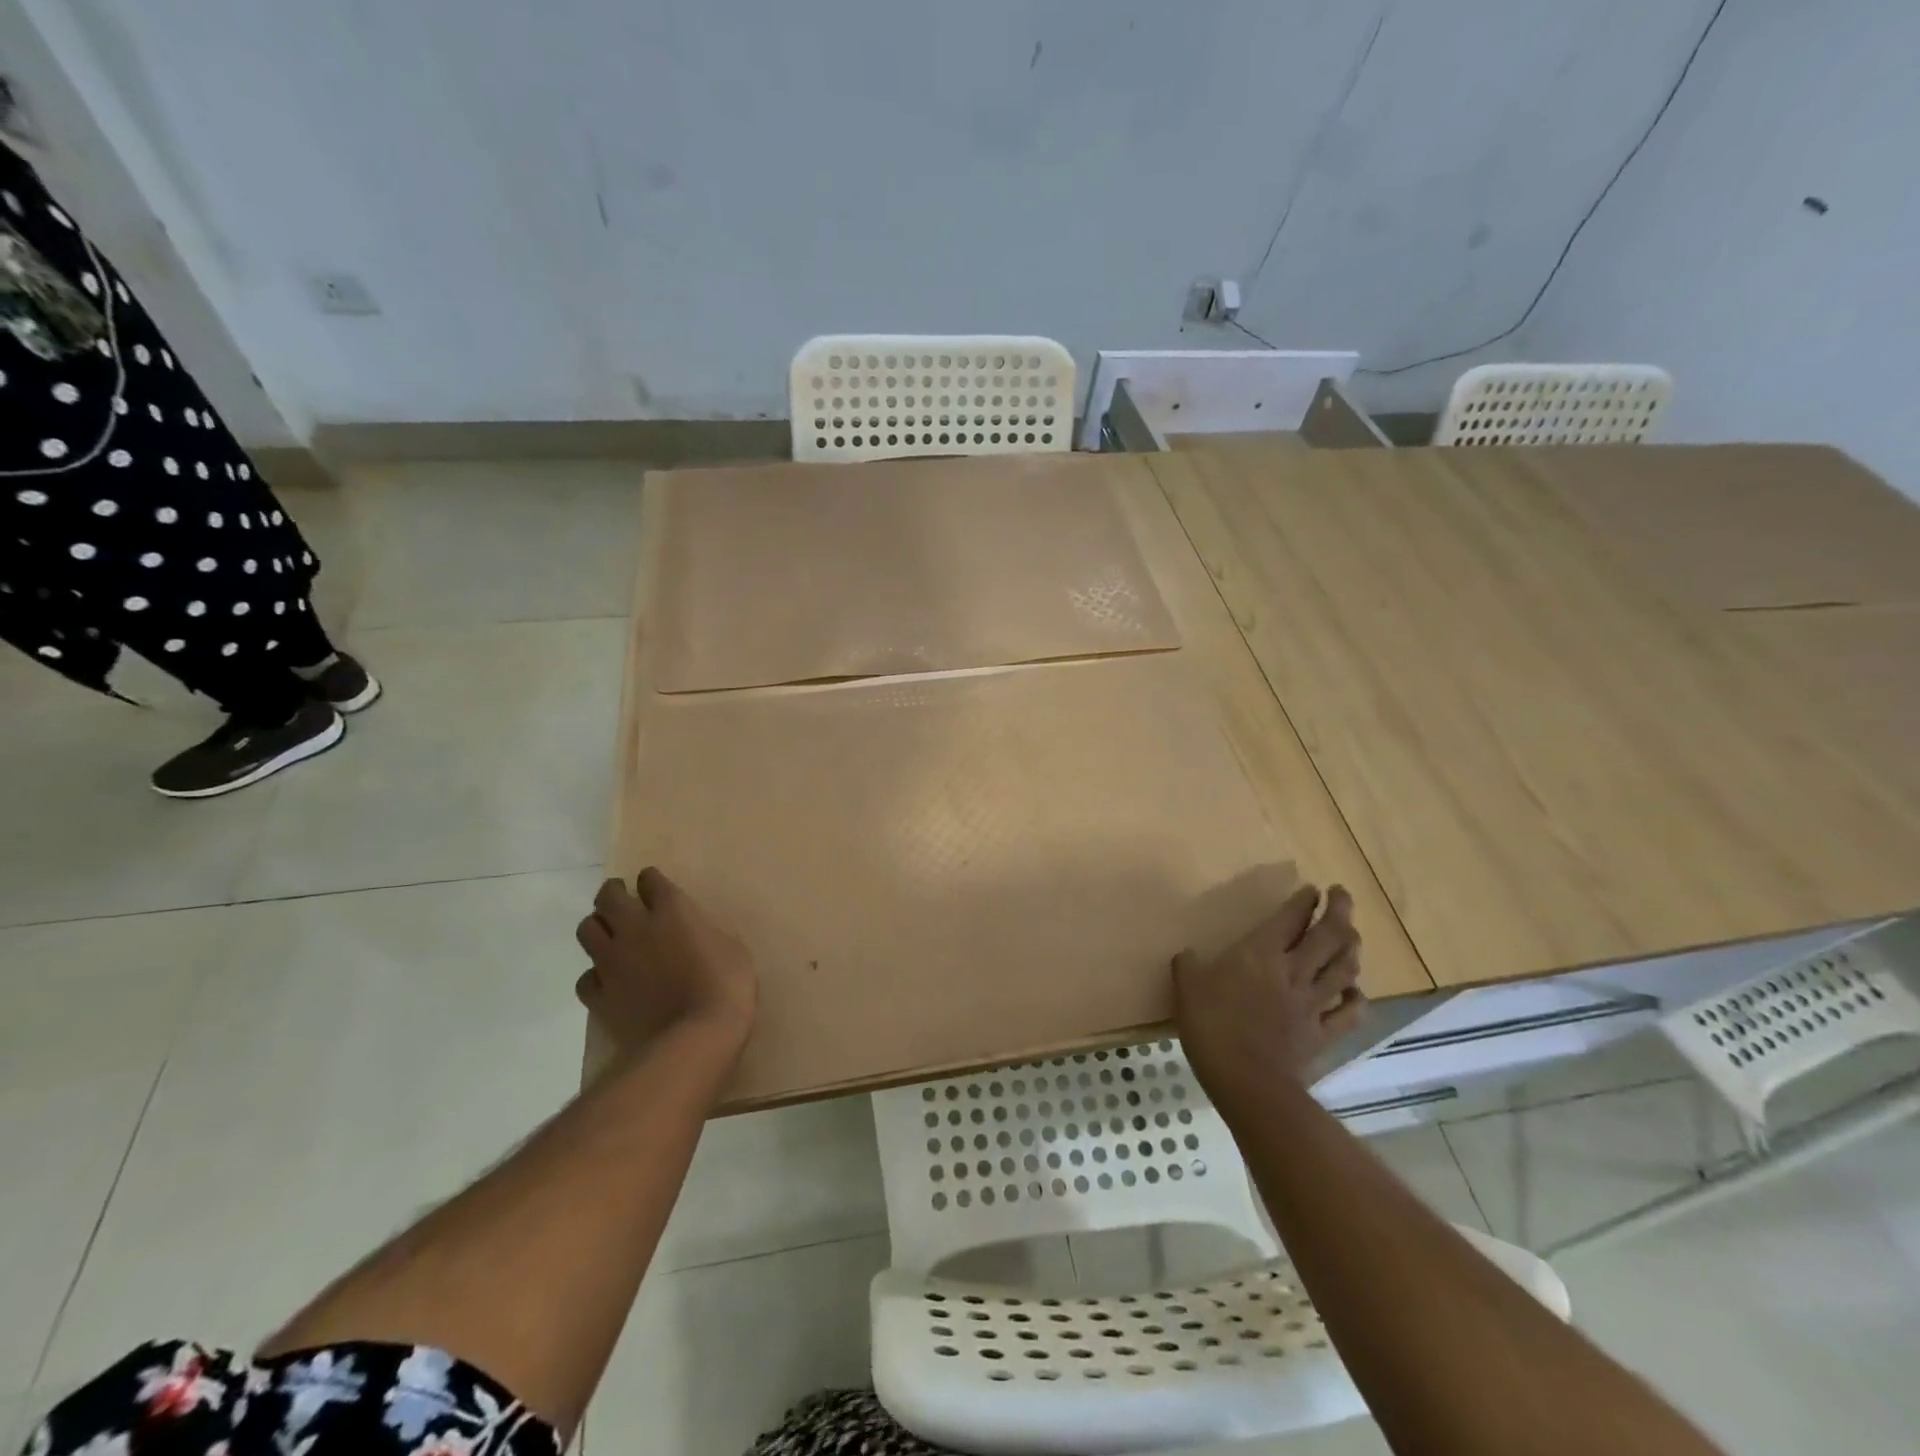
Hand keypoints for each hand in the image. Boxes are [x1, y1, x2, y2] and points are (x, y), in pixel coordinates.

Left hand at [574, 869, 758, 1058]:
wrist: (693, 1040)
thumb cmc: (726, 988)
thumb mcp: (732, 950)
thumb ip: (706, 934)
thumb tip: (695, 935)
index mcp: (672, 911)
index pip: (650, 881)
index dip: (651, 881)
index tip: (654, 886)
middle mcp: (635, 928)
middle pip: (608, 896)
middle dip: (614, 893)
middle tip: (623, 900)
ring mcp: (612, 962)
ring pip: (586, 929)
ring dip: (597, 927)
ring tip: (610, 935)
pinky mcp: (599, 995)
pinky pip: (586, 977)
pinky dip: (595, 975)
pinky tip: (608, 981)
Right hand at [1173, 883, 1364, 1106]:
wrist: (1246, 1080)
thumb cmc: (1212, 1026)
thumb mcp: (1187, 988)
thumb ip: (1188, 966)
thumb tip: (1188, 955)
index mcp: (1261, 953)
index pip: (1290, 918)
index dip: (1303, 901)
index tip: (1312, 889)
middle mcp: (1293, 971)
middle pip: (1328, 935)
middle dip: (1339, 910)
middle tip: (1341, 895)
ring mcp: (1313, 1003)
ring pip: (1344, 968)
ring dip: (1352, 947)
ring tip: (1352, 935)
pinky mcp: (1323, 1033)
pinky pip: (1349, 1013)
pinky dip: (1357, 999)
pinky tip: (1356, 991)